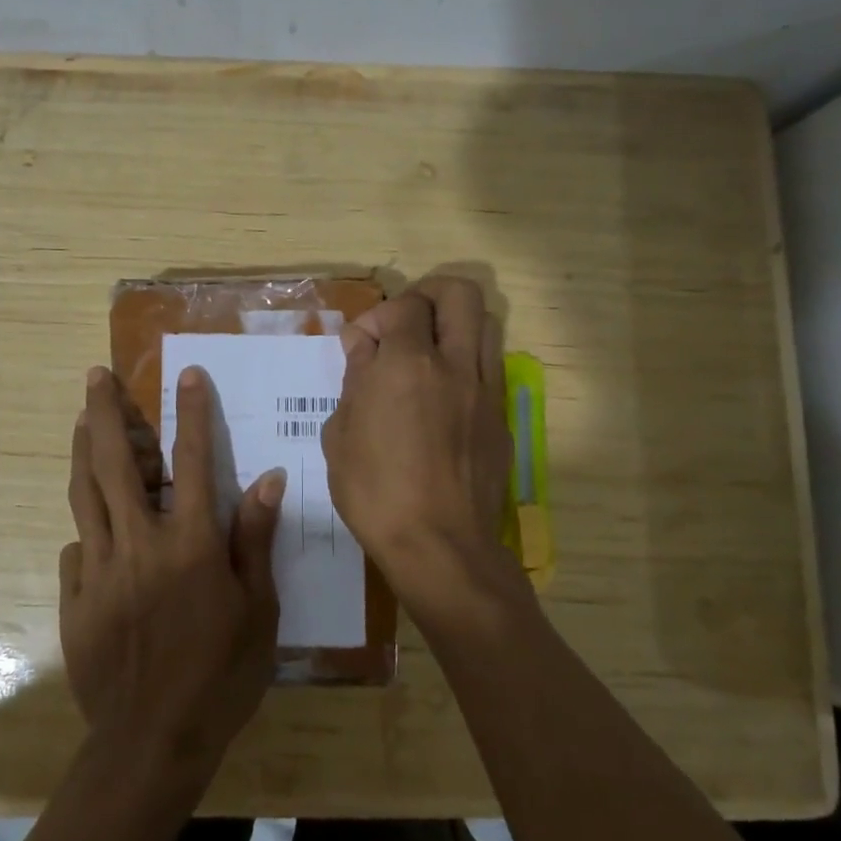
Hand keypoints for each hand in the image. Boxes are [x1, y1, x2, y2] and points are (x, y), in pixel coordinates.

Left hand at [60, 365, 283, 771]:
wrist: (153, 742)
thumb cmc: (220, 675)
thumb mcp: (258, 610)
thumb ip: (254, 540)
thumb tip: (266, 479)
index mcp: (190, 543)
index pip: (192, 461)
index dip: (192, 413)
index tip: (187, 375)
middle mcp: (140, 543)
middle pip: (118, 463)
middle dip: (106, 412)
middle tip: (95, 376)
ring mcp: (100, 569)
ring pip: (86, 494)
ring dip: (83, 450)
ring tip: (79, 419)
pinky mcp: (75, 598)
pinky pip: (76, 548)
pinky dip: (86, 527)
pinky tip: (90, 524)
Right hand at [321, 275, 529, 627]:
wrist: (440, 546)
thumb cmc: (376, 493)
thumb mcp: (340, 435)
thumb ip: (354, 381)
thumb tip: (365, 349)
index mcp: (408, 364)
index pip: (404, 306)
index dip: (377, 317)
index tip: (360, 348)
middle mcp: (455, 365)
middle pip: (459, 293)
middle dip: (428, 295)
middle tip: (404, 324)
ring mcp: (485, 390)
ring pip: (484, 324)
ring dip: (452, 325)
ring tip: (425, 355)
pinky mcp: (501, 418)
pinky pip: (489, 367)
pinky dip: (465, 363)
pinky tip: (441, 396)